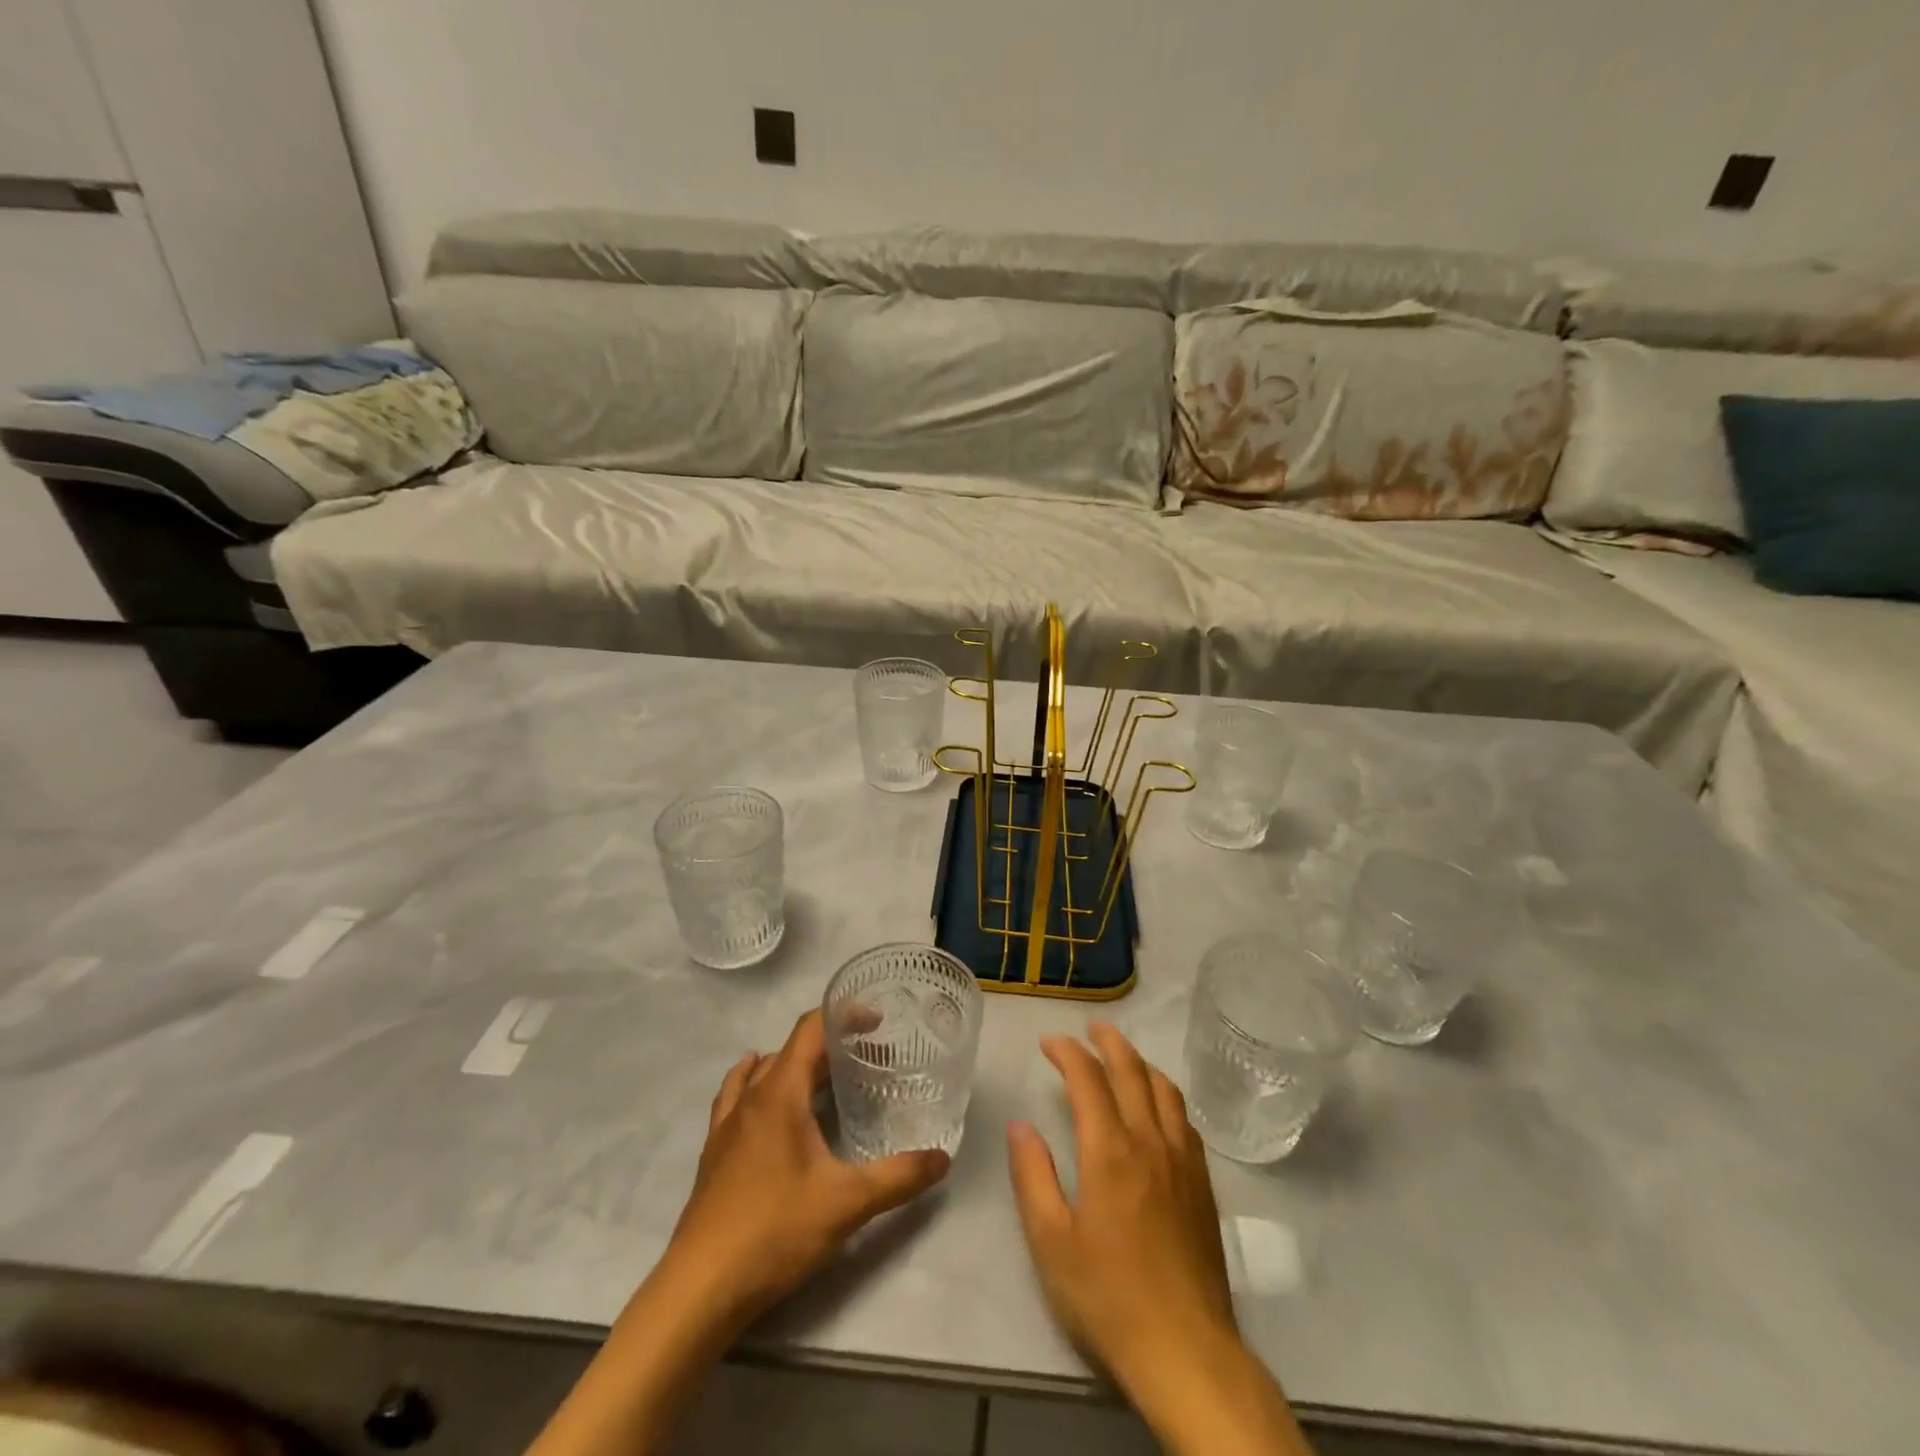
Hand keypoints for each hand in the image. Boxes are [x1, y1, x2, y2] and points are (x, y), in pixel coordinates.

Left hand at [661, 1008, 951, 1328]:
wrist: (700, 1288)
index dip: (844, 1015)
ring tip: (825, 1075)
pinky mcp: (715, 1152)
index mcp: (781, 1093)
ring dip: (794, 1063)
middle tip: (868, 1057)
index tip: (878, 1022)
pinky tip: (766, 1101)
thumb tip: (943, 1158)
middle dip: (830, 1045)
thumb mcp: (848, 1202)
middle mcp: (751, 1097)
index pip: (811, 1029)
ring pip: (761, 1071)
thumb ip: (899, 1176)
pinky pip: (737, 1097)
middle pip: (791, 1049)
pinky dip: (756, 1085)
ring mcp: (727, 1124)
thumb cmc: (775, 1230)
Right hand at [1007, 1022, 1233, 1379]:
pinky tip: (1158, 1107)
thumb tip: (1021, 1125)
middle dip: (1108, 1041)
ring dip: (1140, 1063)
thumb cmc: (1108, 1296)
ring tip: (1123, 1056)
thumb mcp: (1050, 1240)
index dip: (1067, 1052)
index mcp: (1109, 1149)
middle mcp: (1149, 1141)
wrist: (1186, 1349)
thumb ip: (1032, 1175)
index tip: (1049, 1042)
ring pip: (1164, 1089)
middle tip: (1090, 1028)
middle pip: (1132, 1071)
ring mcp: (1182, 1160)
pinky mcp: (1202, 1184)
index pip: (1088, 1078)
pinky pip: (1184, 1119)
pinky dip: (1165, 1095)